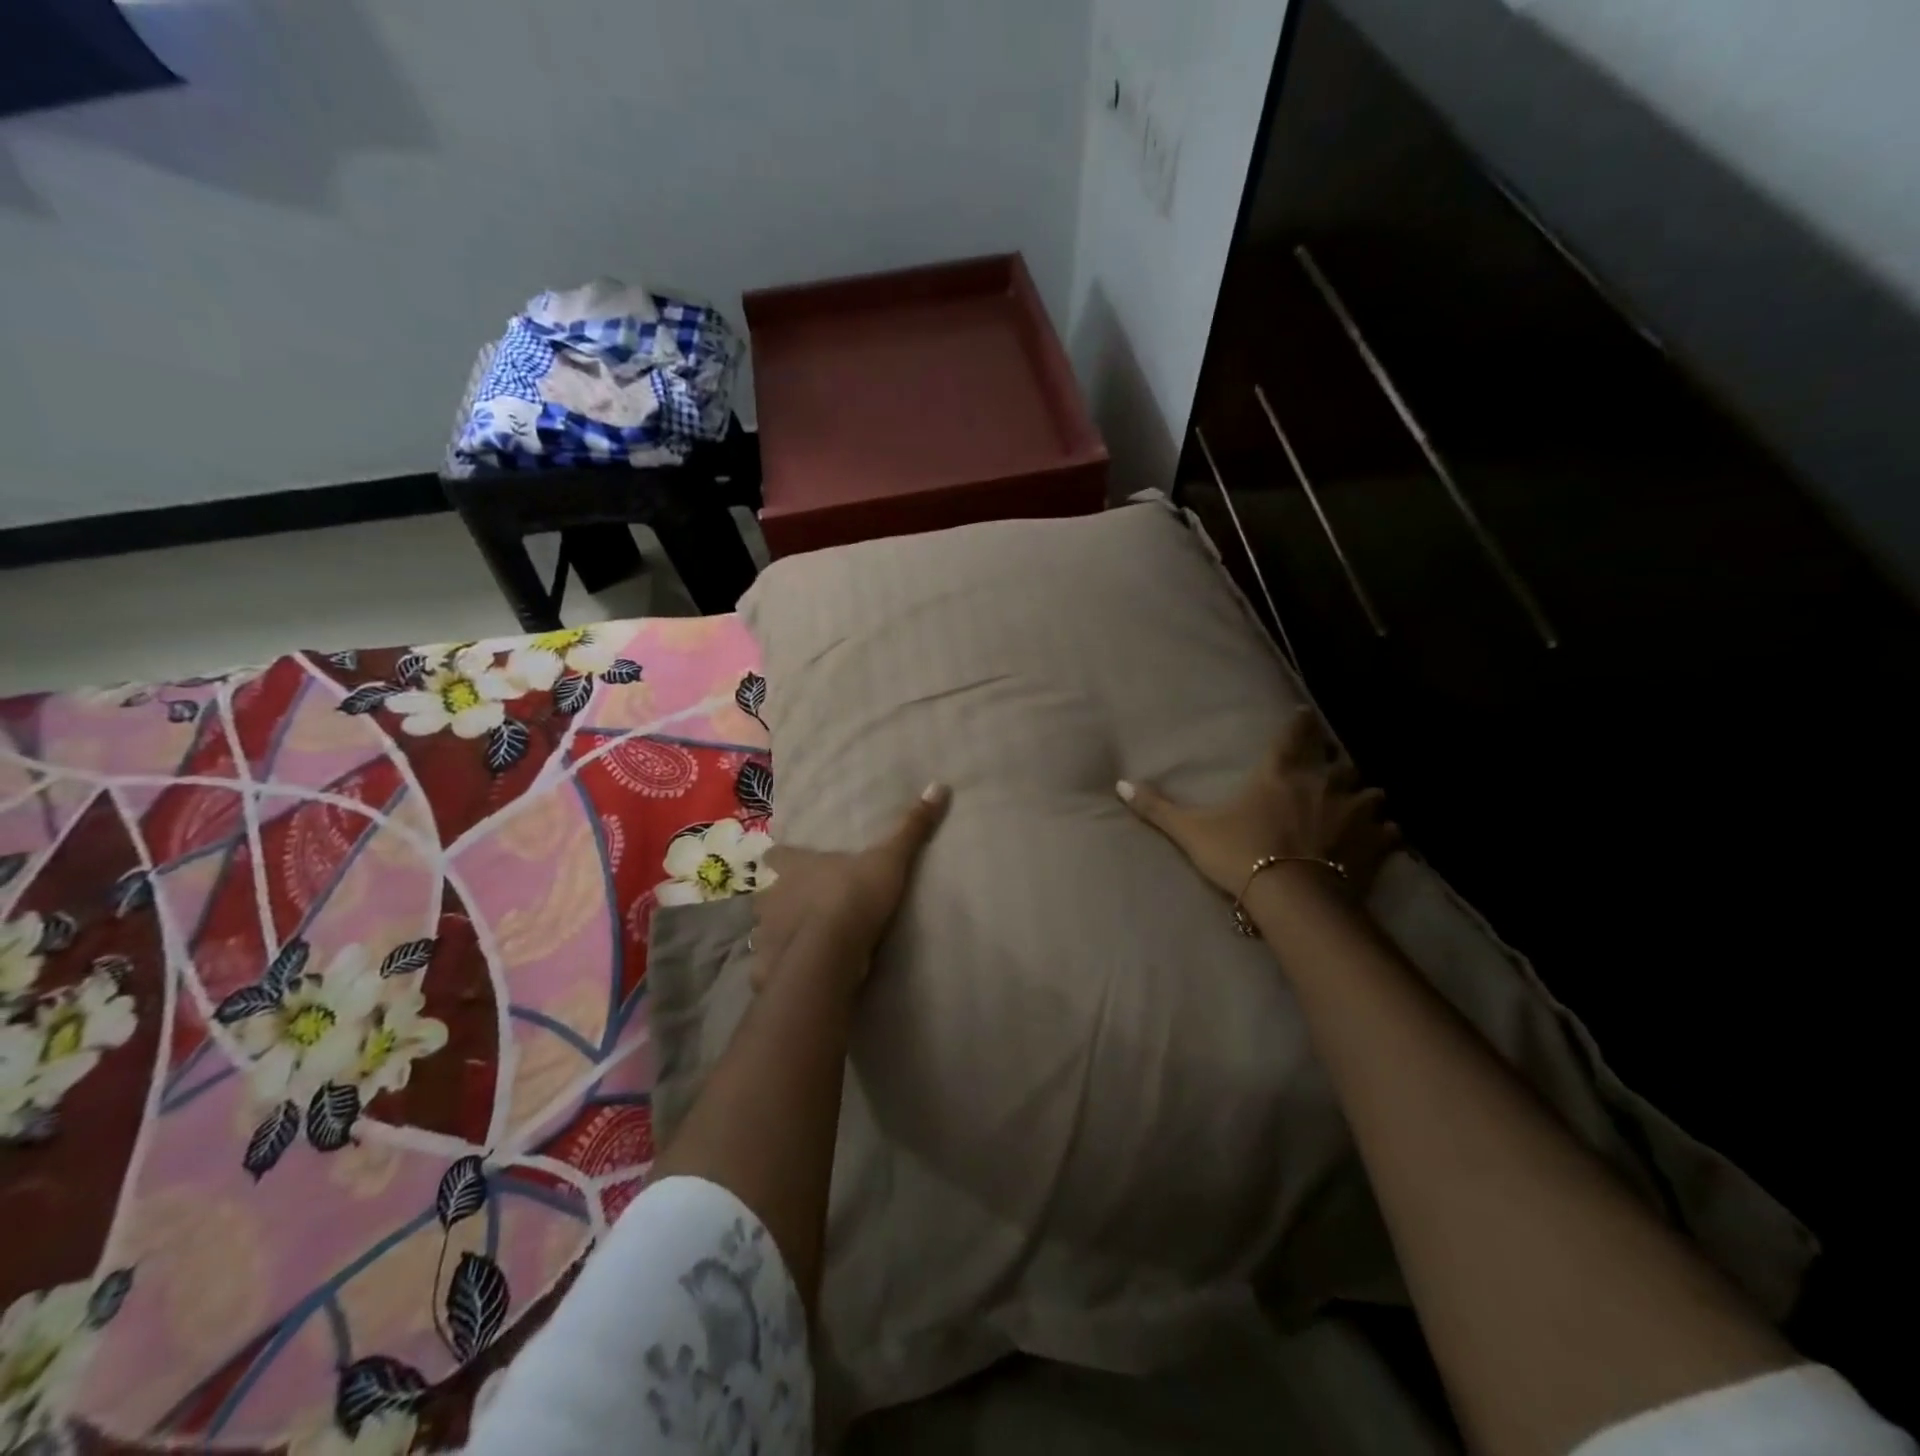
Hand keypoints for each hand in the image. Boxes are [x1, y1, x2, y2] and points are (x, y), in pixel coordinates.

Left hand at [748, 784, 950, 994]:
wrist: (830, 955)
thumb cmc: (853, 897)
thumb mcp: (889, 860)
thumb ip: (911, 828)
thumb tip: (938, 785)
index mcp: (794, 867)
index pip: (776, 855)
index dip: (783, 858)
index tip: (792, 862)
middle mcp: (772, 896)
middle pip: (768, 892)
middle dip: (782, 898)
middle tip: (803, 904)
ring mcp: (766, 934)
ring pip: (766, 930)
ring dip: (781, 934)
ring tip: (802, 942)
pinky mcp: (769, 968)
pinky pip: (772, 966)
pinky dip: (781, 968)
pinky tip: (797, 974)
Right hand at [1117, 707, 1399, 899]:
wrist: (1293, 901)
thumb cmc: (1241, 856)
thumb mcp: (1191, 831)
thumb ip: (1156, 808)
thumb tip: (1119, 784)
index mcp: (1281, 774)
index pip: (1295, 735)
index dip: (1300, 723)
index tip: (1305, 716)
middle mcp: (1323, 784)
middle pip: (1339, 760)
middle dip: (1335, 761)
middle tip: (1329, 766)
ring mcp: (1355, 814)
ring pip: (1371, 792)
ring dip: (1364, 795)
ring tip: (1359, 802)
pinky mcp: (1375, 846)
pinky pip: (1390, 831)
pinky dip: (1386, 832)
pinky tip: (1381, 838)